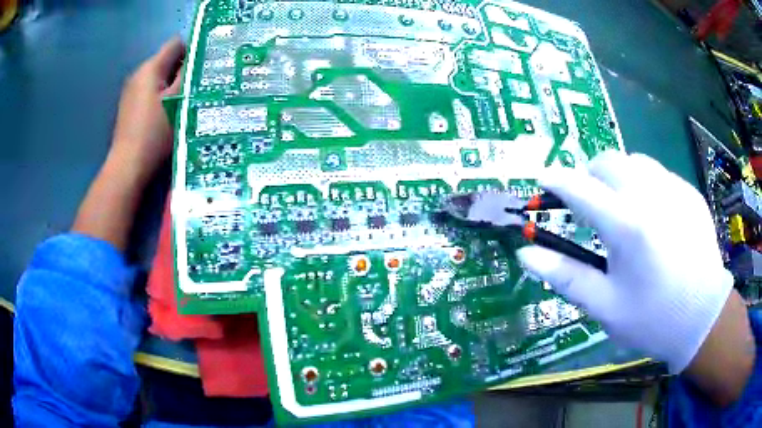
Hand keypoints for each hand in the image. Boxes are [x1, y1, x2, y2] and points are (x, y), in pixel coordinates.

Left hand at [108, 37, 184, 183]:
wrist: (128, 166)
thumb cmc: (154, 132)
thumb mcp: (177, 101)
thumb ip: (187, 75)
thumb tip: (197, 57)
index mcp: (150, 68)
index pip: (176, 44)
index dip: (191, 51)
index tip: (201, 70)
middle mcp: (138, 74)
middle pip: (166, 61)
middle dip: (182, 71)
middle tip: (195, 90)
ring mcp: (131, 91)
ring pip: (158, 78)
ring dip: (172, 86)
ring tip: (182, 104)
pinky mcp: (129, 107)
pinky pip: (149, 92)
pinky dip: (160, 98)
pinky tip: (166, 115)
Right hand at [517, 151, 734, 372]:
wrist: (702, 317)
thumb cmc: (651, 318)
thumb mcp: (604, 305)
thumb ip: (565, 276)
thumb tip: (526, 254)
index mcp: (626, 226)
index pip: (579, 188)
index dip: (555, 181)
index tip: (542, 180)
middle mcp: (650, 195)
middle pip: (608, 161)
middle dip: (591, 175)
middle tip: (591, 205)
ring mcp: (674, 189)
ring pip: (635, 162)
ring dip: (620, 177)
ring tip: (624, 209)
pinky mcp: (690, 193)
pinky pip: (660, 175)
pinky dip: (647, 186)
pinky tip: (655, 218)